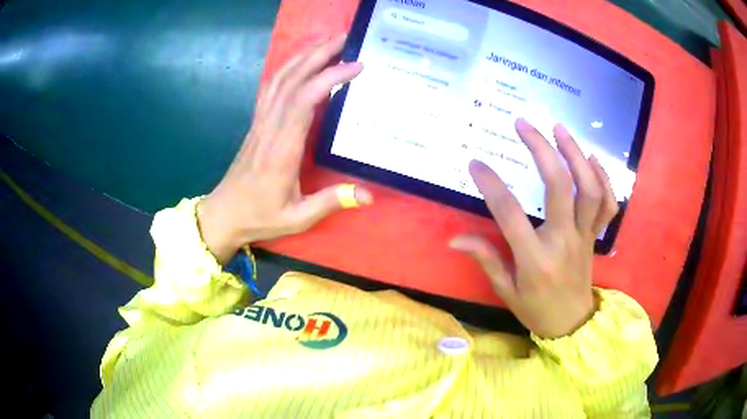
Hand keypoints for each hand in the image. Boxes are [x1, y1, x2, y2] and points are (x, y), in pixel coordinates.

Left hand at [197, 34, 371, 263]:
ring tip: (328, 41)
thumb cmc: (260, 217)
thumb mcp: (297, 217)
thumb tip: (369, 195)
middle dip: (319, 54)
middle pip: (293, 80)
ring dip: (304, 56)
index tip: (356, 66)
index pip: (305, 101)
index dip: (329, 78)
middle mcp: (270, 128)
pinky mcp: (258, 122)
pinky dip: (288, 68)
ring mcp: (261, 122)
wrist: (224, 213)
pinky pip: (271, 87)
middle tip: (346, 38)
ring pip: (280, 79)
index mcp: (282, 150)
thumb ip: (331, 202)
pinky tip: (302, 61)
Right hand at [450, 118, 618, 338]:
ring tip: (558, 129)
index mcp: (535, 259)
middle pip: (559, 187)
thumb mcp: (505, 290)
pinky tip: (590, 159)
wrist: (572, 324)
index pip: (510, 214)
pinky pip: (607, 204)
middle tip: (524, 124)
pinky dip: (603, 178)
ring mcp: (584, 236)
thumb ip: (486, 258)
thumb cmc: (535, 309)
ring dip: (575, 154)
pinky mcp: (595, 235)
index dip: (491, 185)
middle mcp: (564, 241)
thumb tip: (454, 240)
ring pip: (589, 189)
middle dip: (542, 149)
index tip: (476, 164)